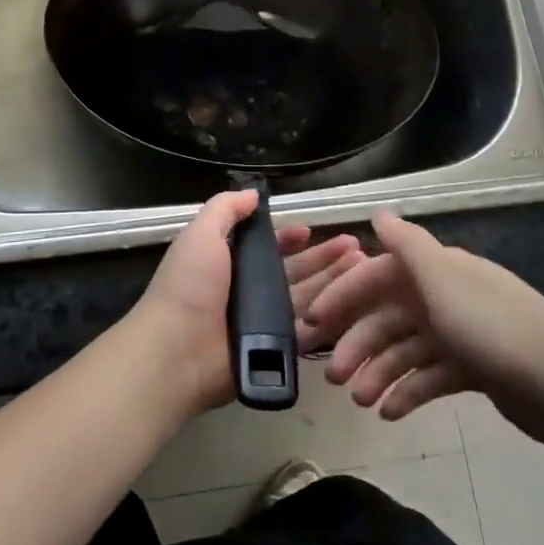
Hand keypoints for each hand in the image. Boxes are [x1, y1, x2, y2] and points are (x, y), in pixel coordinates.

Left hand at [133, 190, 363, 417]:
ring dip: (335, 282)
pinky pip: (308, 331)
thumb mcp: (201, 234)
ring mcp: (263, 322)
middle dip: (324, 257)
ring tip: (365, 268)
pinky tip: (359, 305)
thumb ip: (225, 209)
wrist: (178, 350)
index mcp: (228, 262)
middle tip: (357, 247)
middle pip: (293, 271)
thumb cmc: (189, 285)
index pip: (266, 247)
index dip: (288, 238)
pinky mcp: (275, 349)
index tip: (312, 229)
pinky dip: (331, 317)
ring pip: (307, 297)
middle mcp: (247, 290)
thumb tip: (253, 194)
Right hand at [300, 209, 543, 449]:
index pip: (377, 275)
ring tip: (362, 402)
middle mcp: (444, 295)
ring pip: (405, 349)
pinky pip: (429, 376)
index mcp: (436, 270)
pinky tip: (391, 413)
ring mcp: (459, 333)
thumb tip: (378, 212)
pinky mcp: (473, 369)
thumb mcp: (444, 279)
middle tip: (335, 378)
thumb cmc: (493, 328)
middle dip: (359, 344)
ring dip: (380, 373)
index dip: (344, 294)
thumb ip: (408, 244)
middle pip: (388, 316)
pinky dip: (409, 392)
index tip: (313, 321)